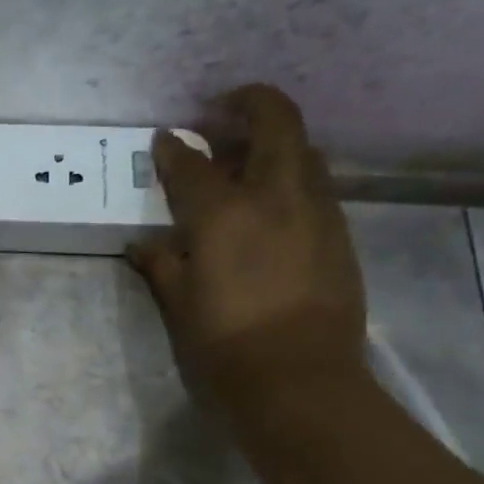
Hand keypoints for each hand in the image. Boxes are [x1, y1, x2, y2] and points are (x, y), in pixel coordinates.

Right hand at [126, 84, 366, 401]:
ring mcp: (316, 210)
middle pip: (273, 121)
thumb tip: (144, 244)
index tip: (164, 138)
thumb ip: (162, 265)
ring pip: (302, 150)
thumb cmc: (225, 344)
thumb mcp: (180, 305)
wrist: (299, 379)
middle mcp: (275, 195)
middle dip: (247, 104)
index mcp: (224, 213)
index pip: (191, 164)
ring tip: (247, 159)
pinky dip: (291, 177)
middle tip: (221, 112)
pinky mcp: (339, 232)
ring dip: (274, 141)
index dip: (173, 148)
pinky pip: (315, 185)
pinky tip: (273, 204)